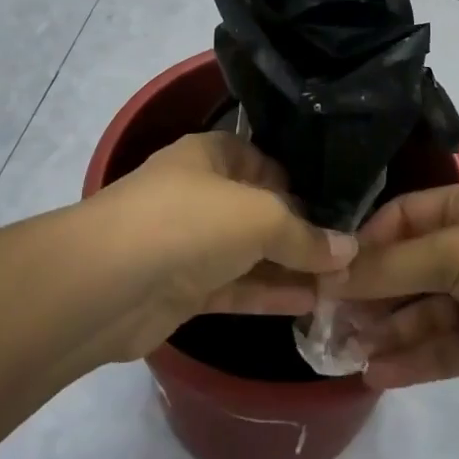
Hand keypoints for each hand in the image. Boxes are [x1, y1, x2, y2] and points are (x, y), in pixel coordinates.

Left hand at [87, 132, 356, 360]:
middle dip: (302, 230)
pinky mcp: (183, 289)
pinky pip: (236, 287)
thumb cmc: (189, 222)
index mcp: (211, 155)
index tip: (342, 206)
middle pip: (260, 209)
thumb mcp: (259, 217)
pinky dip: (269, 293)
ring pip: (250, 252)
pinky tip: (310, 303)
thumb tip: (348, 250)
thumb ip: (305, 235)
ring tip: (342, 283)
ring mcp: (189, 243)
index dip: (302, 181)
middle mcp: (200, 193)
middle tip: (352, 252)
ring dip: (290, 267)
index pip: (266, 161)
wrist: (106, 284)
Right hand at [327, 180, 458, 403]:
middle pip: (406, 268)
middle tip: (326, 318)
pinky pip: (439, 349)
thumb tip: (333, 273)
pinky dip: (409, 360)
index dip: (366, 242)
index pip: (403, 218)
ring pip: (419, 312)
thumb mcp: (455, 250)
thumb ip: (393, 266)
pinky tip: (376, 374)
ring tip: (344, 349)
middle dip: (370, 292)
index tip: (329, 269)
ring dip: (385, 329)